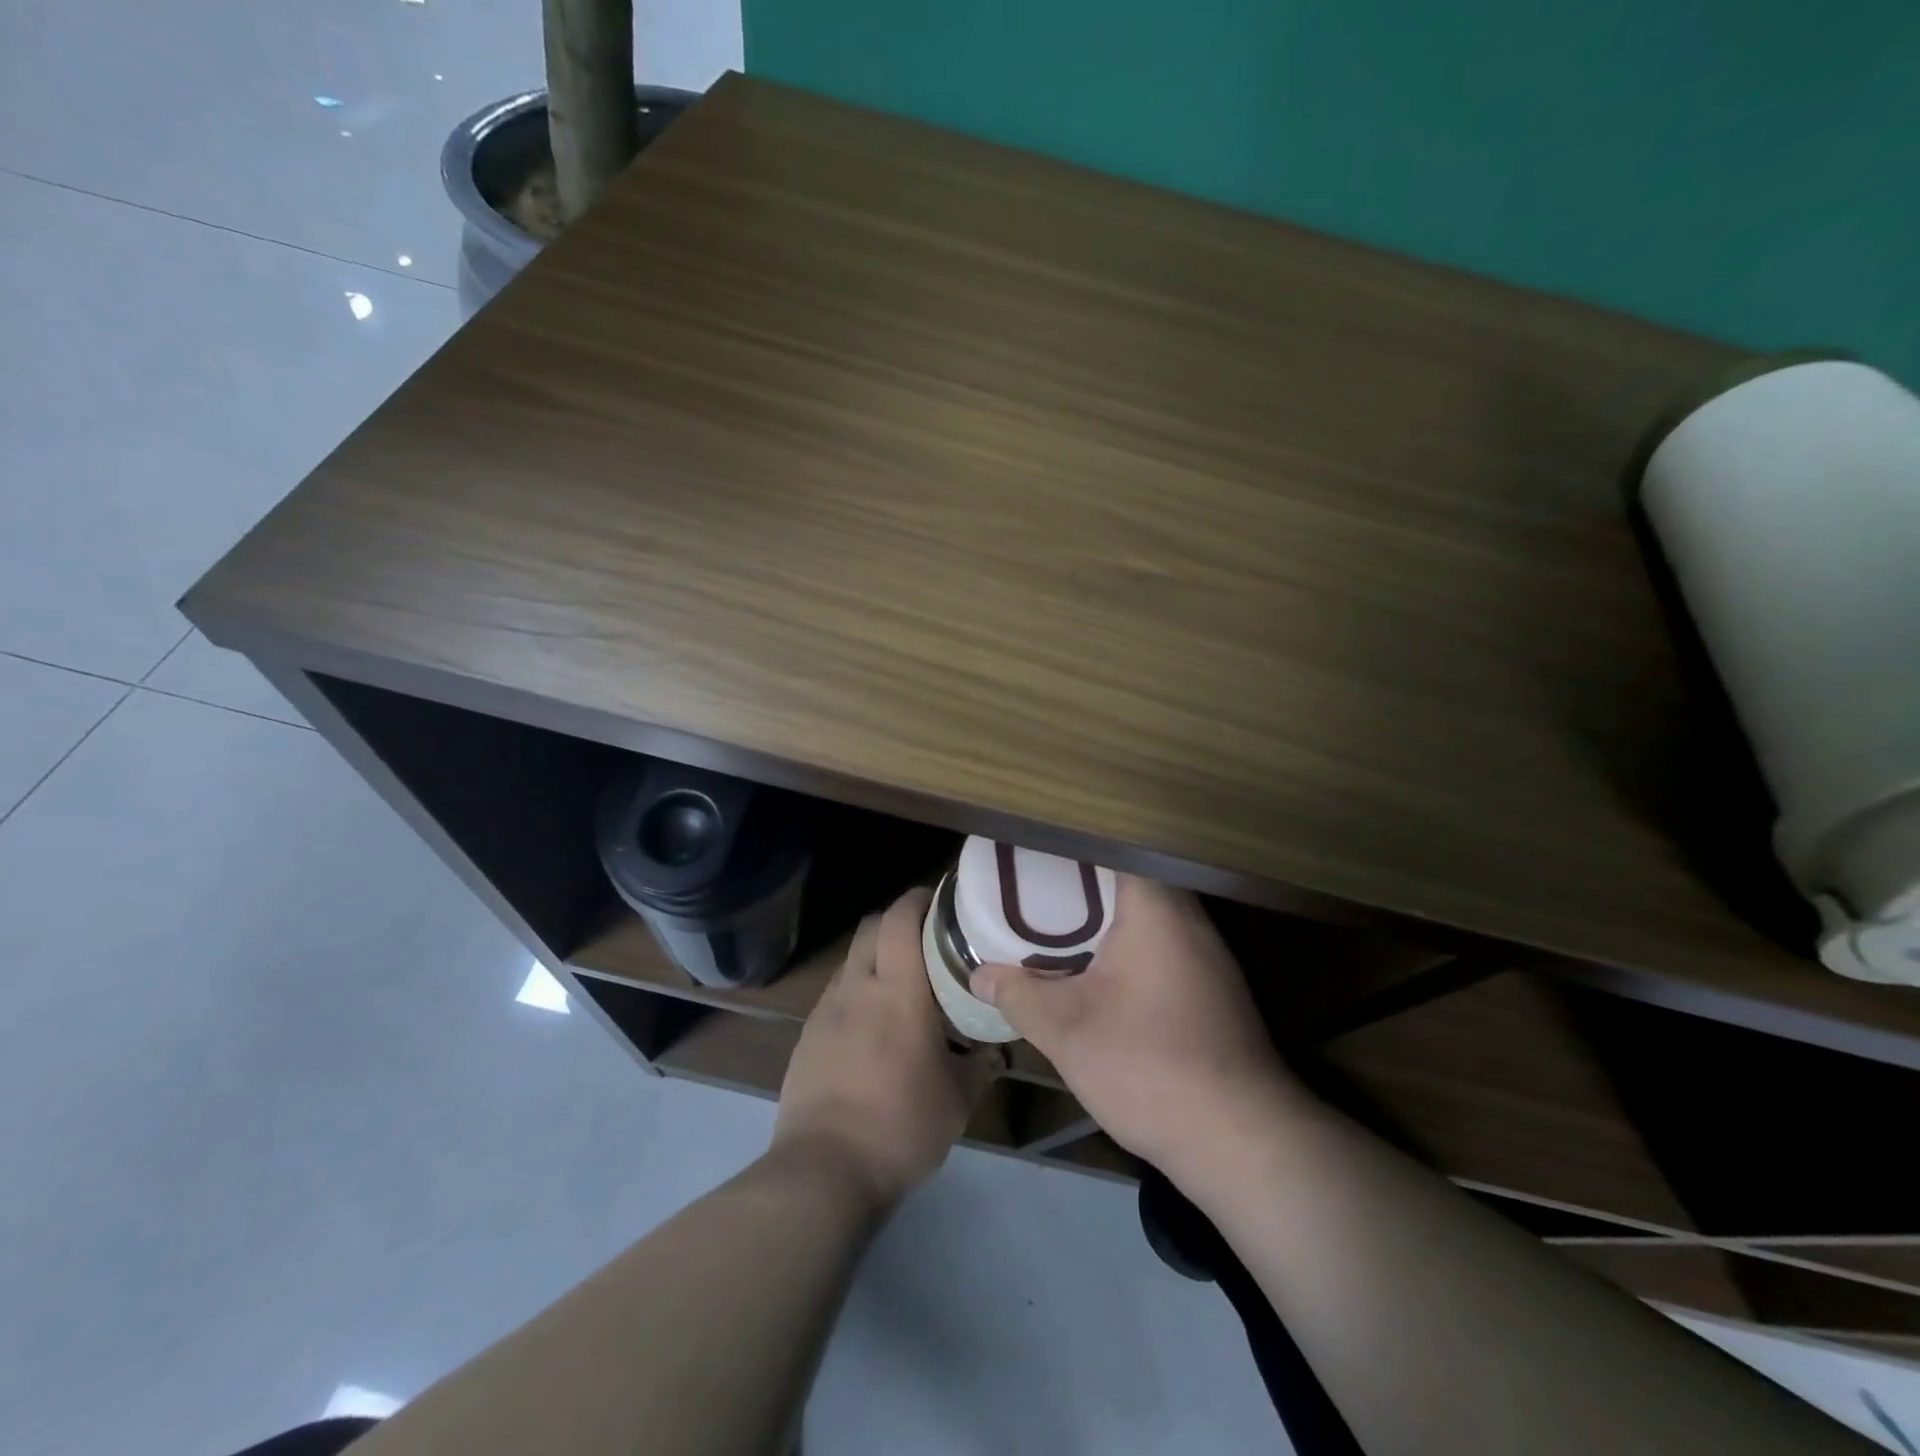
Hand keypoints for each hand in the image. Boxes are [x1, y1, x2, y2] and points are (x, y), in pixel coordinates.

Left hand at [774, 888, 1002, 1209]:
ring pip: (852, 960)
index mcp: (897, 990)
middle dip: (897, 922)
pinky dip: (857, 992)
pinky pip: (836, 995)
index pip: (900, 919)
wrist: (823, 1170)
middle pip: (871, 928)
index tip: (940, 899)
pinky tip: (872, 1025)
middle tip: (927, 940)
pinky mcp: (807, 1036)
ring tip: (901, 984)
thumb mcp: (957, 1100)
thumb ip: (979, 1066)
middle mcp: (857, 987)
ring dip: (875, 958)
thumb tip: (996, 1052)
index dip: (918, 899)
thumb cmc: (900, 1125)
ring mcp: (826, 1010)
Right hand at [971, 876, 1294, 1179]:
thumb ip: (1018, 995)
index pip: (1111, 848)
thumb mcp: (1066, 1032)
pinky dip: (1127, 945)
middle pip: (1127, 880)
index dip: (1069, 847)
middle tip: (1032, 890)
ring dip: (1104, 918)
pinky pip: (1162, 943)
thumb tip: (980, 974)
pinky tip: (1098, 971)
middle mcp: (1189, 917)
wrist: (1240, 1139)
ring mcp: (1208, 952)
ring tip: (1055, 924)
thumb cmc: (1148, 1067)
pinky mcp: (1214, 986)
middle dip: (1079, 885)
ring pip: (1146, 914)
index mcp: (1155, 908)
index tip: (1032, 854)